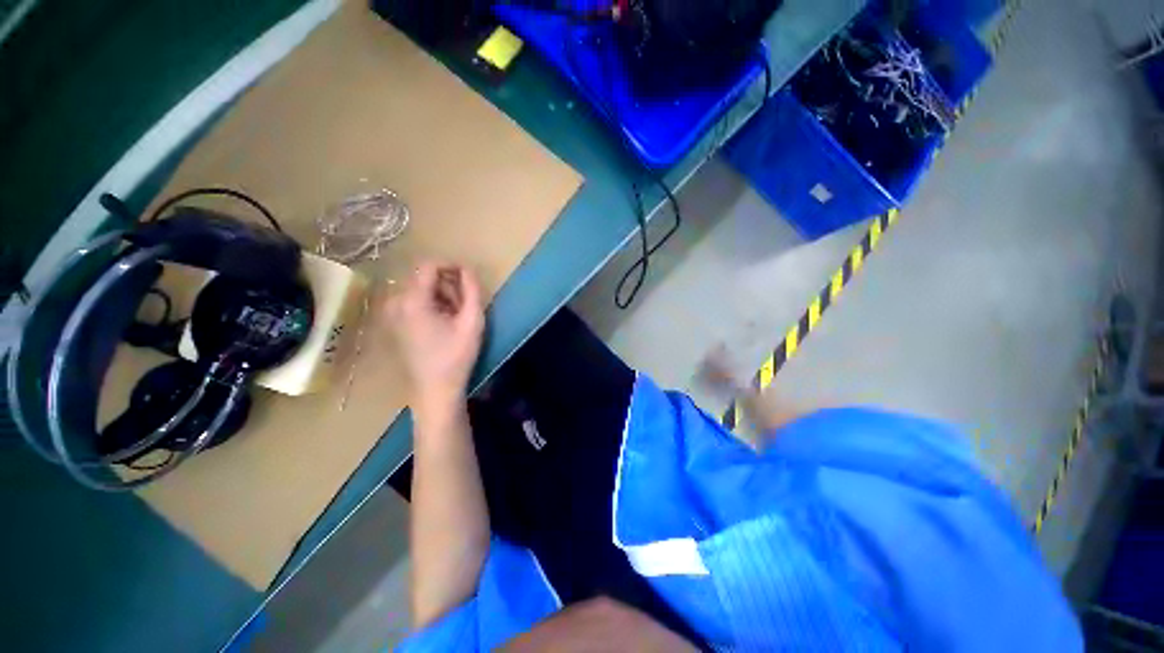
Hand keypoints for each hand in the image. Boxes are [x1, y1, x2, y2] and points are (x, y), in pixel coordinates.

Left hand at [383, 262, 484, 408]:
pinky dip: (431, 304)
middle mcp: (396, 302)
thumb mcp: (472, 322)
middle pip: (424, 277)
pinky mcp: (394, 322)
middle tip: (464, 305)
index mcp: (413, 301)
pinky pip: (414, 300)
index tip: (468, 277)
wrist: (435, 389)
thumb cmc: (456, 356)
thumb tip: (467, 269)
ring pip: (420, 288)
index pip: (428, 265)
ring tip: (456, 316)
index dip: (450, 265)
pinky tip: (443, 322)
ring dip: (441, 295)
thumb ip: (472, 291)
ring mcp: (392, 313)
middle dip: (448, 284)